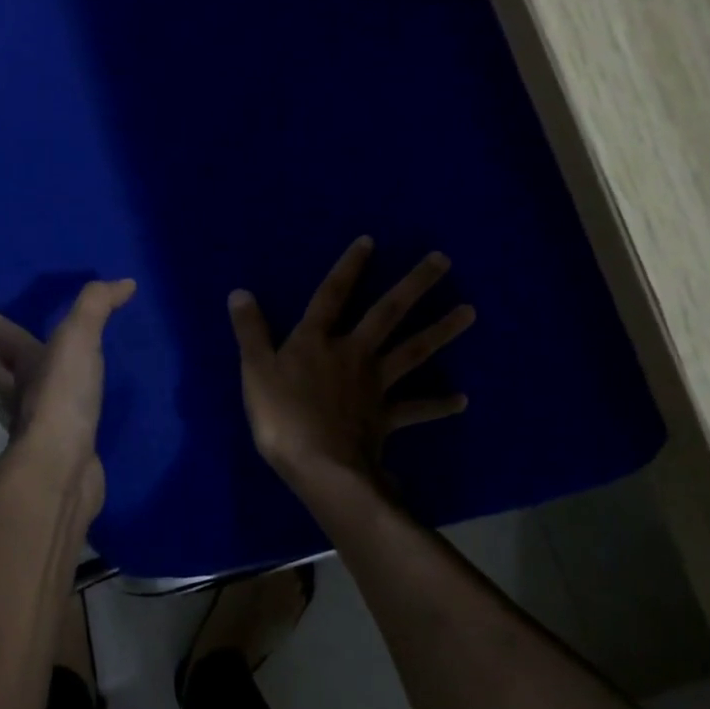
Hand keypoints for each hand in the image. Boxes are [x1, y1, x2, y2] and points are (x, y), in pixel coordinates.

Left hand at [0, 279, 134, 514]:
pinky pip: (56, 432)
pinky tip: (72, 423)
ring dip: (24, 394)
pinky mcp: (61, 455)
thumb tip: (125, 282)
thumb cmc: (62, 396)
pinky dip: (58, 424)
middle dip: (1, 363)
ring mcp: (39, 430)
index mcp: (24, 366)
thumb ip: (97, 305)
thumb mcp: (78, 338)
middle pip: (4, 376)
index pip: (6, 342)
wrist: (62, 466)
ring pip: (24, 405)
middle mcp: (24, 397)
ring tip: (36, 385)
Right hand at [229, 237, 474, 501]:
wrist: (320, 467)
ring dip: (441, 330)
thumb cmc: (282, 417)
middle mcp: (353, 354)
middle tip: (443, 260)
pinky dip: (439, 404)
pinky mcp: (387, 417)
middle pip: (387, 314)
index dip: (349, 268)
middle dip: (414, 285)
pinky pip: (416, 408)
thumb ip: (250, 331)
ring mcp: (375, 385)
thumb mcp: (255, 371)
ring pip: (413, 351)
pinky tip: (463, 400)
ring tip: (470, 311)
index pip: (332, 295)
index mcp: (317, 341)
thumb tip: (239, 292)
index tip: (371, 241)